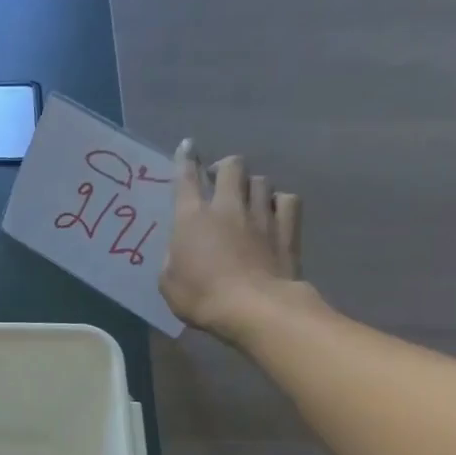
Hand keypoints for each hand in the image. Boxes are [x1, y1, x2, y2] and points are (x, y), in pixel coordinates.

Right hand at [158, 142, 306, 341]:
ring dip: (251, 185)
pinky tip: (273, 212)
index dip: (186, 159)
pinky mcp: (287, 228)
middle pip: (232, 166)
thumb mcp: (168, 281)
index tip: (188, 146)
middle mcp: (227, 207)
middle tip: (219, 179)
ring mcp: (261, 215)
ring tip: (246, 197)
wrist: (252, 308)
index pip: (186, 178)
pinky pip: (286, 200)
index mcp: (191, 218)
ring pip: (260, 180)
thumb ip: (174, 257)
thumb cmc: (200, 296)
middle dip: (224, 167)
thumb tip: (182, 249)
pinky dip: (278, 202)